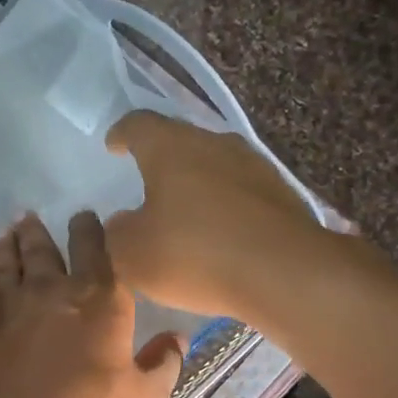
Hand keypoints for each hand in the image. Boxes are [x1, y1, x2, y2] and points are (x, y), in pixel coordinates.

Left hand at [0, 211, 182, 397]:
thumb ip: (163, 365)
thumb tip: (178, 337)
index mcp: (100, 301)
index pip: (96, 250)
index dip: (90, 230)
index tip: (85, 217)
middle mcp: (51, 289)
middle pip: (44, 248)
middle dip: (40, 231)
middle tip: (32, 217)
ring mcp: (7, 303)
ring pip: (7, 259)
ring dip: (9, 243)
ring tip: (8, 232)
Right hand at [104, 111, 326, 320]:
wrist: (283, 272)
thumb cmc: (195, 254)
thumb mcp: (133, 254)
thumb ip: (117, 234)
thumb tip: (122, 223)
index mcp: (171, 147)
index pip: (138, 125)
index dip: (121, 134)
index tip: (113, 145)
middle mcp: (215, 143)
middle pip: (181, 142)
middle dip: (162, 161)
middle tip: (147, 182)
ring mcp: (254, 166)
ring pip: (215, 166)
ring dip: (197, 184)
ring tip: (184, 212)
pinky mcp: (281, 194)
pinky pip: (241, 193)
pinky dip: (225, 207)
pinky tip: (220, 234)